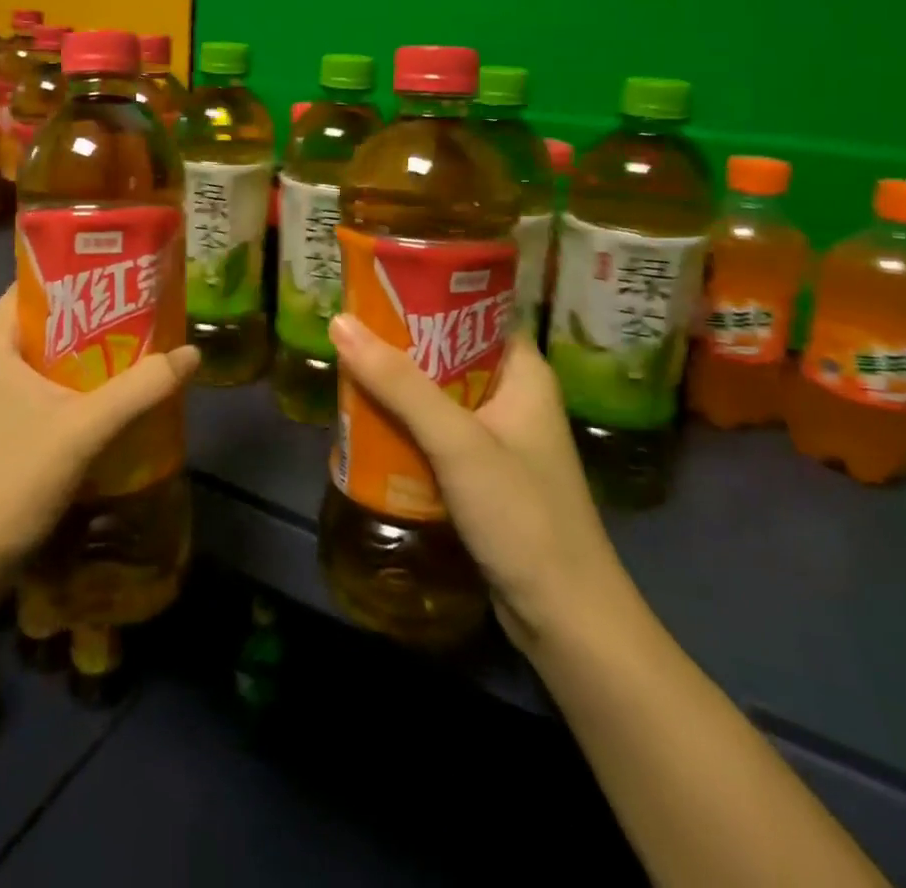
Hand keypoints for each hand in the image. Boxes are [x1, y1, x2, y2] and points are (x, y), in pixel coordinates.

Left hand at [0, 287, 199, 596]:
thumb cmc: (11, 483)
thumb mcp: (85, 430)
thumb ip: (141, 387)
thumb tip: (193, 353)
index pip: (35, 287)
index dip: (83, 279)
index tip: (128, 281)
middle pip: (39, 324)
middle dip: (90, 323)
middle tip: (142, 321)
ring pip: (34, 362)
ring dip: (79, 360)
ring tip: (131, 357)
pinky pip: (25, 391)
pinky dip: (60, 389)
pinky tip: (97, 405)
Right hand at [328, 315, 635, 655]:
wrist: (565, 620)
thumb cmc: (522, 515)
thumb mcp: (457, 441)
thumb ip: (399, 384)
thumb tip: (341, 322)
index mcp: (523, 372)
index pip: (475, 312)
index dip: (430, 294)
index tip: (378, 284)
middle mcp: (514, 397)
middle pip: (450, 353)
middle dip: (401, 344)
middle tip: (349, 327)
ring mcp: (499, 438)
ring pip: (439, 395)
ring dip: (398, 386)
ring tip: (348, 366)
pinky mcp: (483, 474)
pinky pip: (437, 433)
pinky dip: (405, 425)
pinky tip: (367, 421)